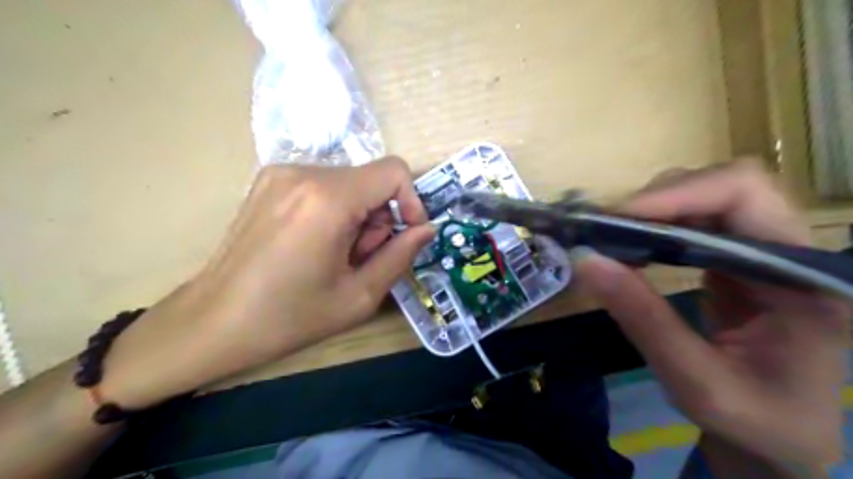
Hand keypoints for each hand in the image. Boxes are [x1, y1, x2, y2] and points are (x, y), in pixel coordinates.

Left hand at [97, 158, 433, 409]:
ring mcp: (281, 173)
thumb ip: (401, 256)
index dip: (411, 202)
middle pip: (371, 181)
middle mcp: (304, 173)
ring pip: (349, 184)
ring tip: (336, 257)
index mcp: (328, 199)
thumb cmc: (288, 317)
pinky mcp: (269, 181)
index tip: (406, 236)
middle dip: (379, 220)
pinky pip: (324, 187)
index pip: (394, 171)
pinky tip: (316, 245)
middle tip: (361, 260)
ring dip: (357, 218)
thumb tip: (426, 229)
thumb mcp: (359, 296)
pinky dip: (335, 212)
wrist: (211, 322)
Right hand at [573, 161, 845, 478]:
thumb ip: (643, 319)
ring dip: (652, 212)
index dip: (679, 195)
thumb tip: (585, 259)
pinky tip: (633, 248)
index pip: (746, 195)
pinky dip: (654, 227)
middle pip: (724, 186)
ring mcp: (764, 252)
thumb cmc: (753, 420)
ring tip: (613, 240)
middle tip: (606, 231)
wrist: (776, 437)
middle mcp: (791, 251)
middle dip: (657, 201)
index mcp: (805, 278)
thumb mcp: (695, 381)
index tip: (619, 219)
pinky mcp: (737, 259)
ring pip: (704, 198)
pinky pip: (694, 222)